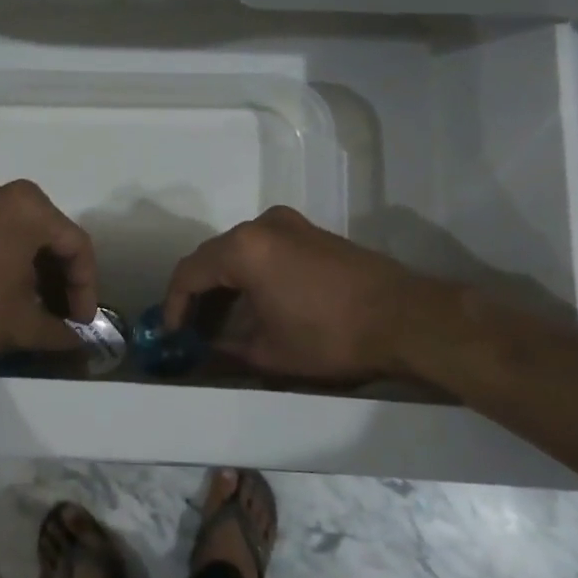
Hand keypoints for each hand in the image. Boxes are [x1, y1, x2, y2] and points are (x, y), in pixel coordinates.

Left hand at [0, 180, 96, 362]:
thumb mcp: (19, 325)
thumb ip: (56, 331)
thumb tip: (75, 340)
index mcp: (29, 208)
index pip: (77, 246)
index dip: (86, 288)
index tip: (82, 323)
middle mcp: (3, 194)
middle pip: (49, 238)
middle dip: (60, 281)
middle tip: (63, 317)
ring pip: (20, 238)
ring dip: (34, 274)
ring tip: (36, 312)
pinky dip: (7, 265)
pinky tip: (4, 297)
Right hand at [163, 206, 430, 381]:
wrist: (406, 318)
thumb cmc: (330, 336)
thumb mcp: (269, 353)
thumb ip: (225, 349)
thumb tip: (203, 352)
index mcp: (244, 249)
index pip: (189, 272)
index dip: (174, 305)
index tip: (171, 335)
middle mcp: (262, 225)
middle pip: (212, 257)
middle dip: (197, 294)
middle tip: (191, 330)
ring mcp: (290, 224)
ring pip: (238, 251)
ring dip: (224, 284)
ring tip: (219, 322)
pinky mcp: (311, 232)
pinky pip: (264, 249)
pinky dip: (250, 274)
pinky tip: (254, 303)